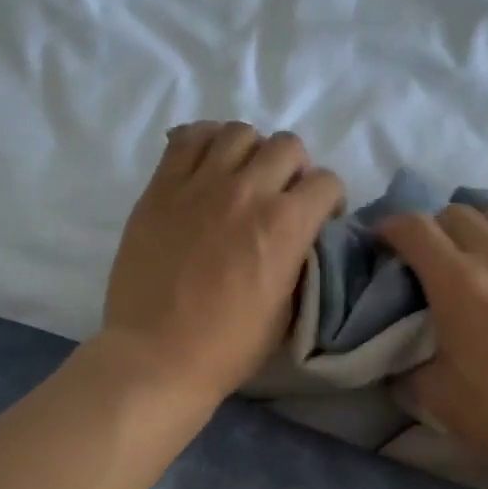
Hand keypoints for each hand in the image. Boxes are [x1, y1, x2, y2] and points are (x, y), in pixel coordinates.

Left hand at [98, 121, 343, 413]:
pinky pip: (188, 138)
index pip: (327, 181)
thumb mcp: (287, 311)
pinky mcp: (161, 187)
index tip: (319, 220)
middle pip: (288, 146)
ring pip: (239, 133)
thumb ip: (299, 262)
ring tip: (242, 179)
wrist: (157, 355)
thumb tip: (301, 239)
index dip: (330, 200)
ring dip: (252, 152)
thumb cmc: (228, 347)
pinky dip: (206, 142)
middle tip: (281, 197)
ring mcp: (200, 184)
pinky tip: (207, 166)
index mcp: (286, 225)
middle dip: (296, 170)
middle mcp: (247, 191)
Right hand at [379, 199, 487, 487]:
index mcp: (460, 286)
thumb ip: (407, 366)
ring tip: (477, 249)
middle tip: (430, 257)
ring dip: (478, 225)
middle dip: (432, 230)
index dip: (390, 226)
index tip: (383, 240)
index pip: (415, 229)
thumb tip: (399, 352)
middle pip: (456, 215)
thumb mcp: (436, 398)